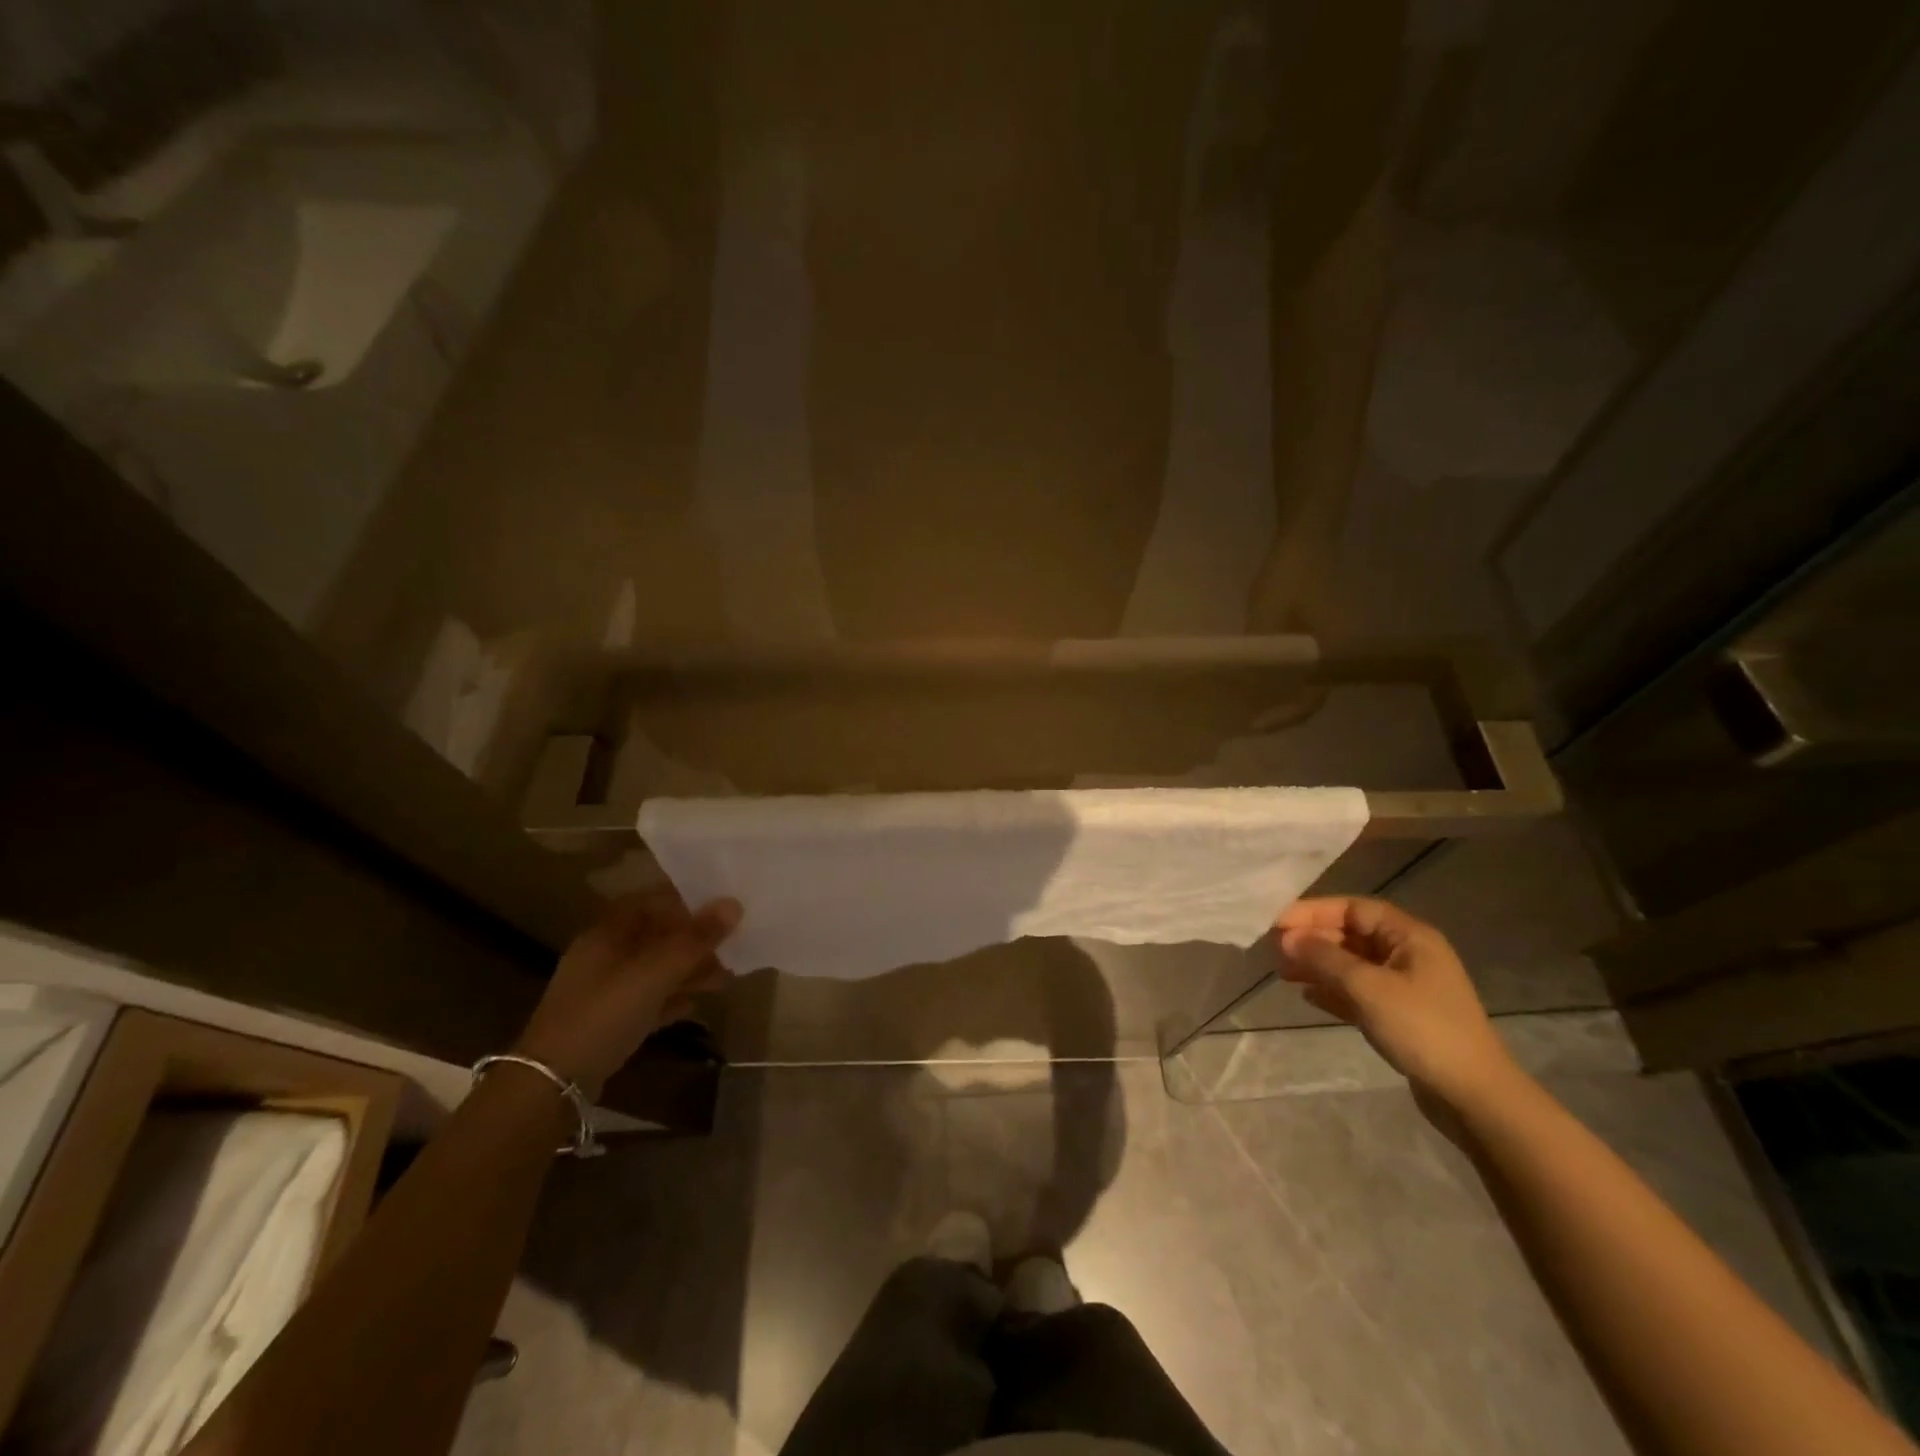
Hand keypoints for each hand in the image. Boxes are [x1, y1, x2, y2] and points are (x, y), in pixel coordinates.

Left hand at [513, 891, 740, 1096]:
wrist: (552, 1082)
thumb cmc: (604, 1012)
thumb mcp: (655, 972)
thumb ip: (695, 939)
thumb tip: (734, 904)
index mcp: (608, 931)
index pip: (653, 901)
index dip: (689, 901)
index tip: (724, 908)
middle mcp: (605, 954)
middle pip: (658, 936)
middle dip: (696, 940)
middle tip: (734, 945)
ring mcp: (605, 990)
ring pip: (656, 969)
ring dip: (690, 970)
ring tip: (726, 977)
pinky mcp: (608, 1022)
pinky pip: (649, 1000)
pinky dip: (672, 998)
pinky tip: (696, 1005)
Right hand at [1276, 896, 1517, 1106]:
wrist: (1473, 1096)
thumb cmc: (1422, 1029)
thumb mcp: (1368, 987)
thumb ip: (1324, 958)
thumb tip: (1287, 938)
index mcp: (1409, 937)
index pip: (1353, 909)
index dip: (1313, 912)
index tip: (1278, 924)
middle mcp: (1408, 955)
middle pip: (1351, 935)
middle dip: (1313, 940)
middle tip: (1275, 951)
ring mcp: (1406, 987)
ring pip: (1352, 965)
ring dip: (1318, 966)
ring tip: (1284, 974)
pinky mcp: (1401, 1016)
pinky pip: (1358, 992)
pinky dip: (1333, 991)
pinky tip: (1307, 996)